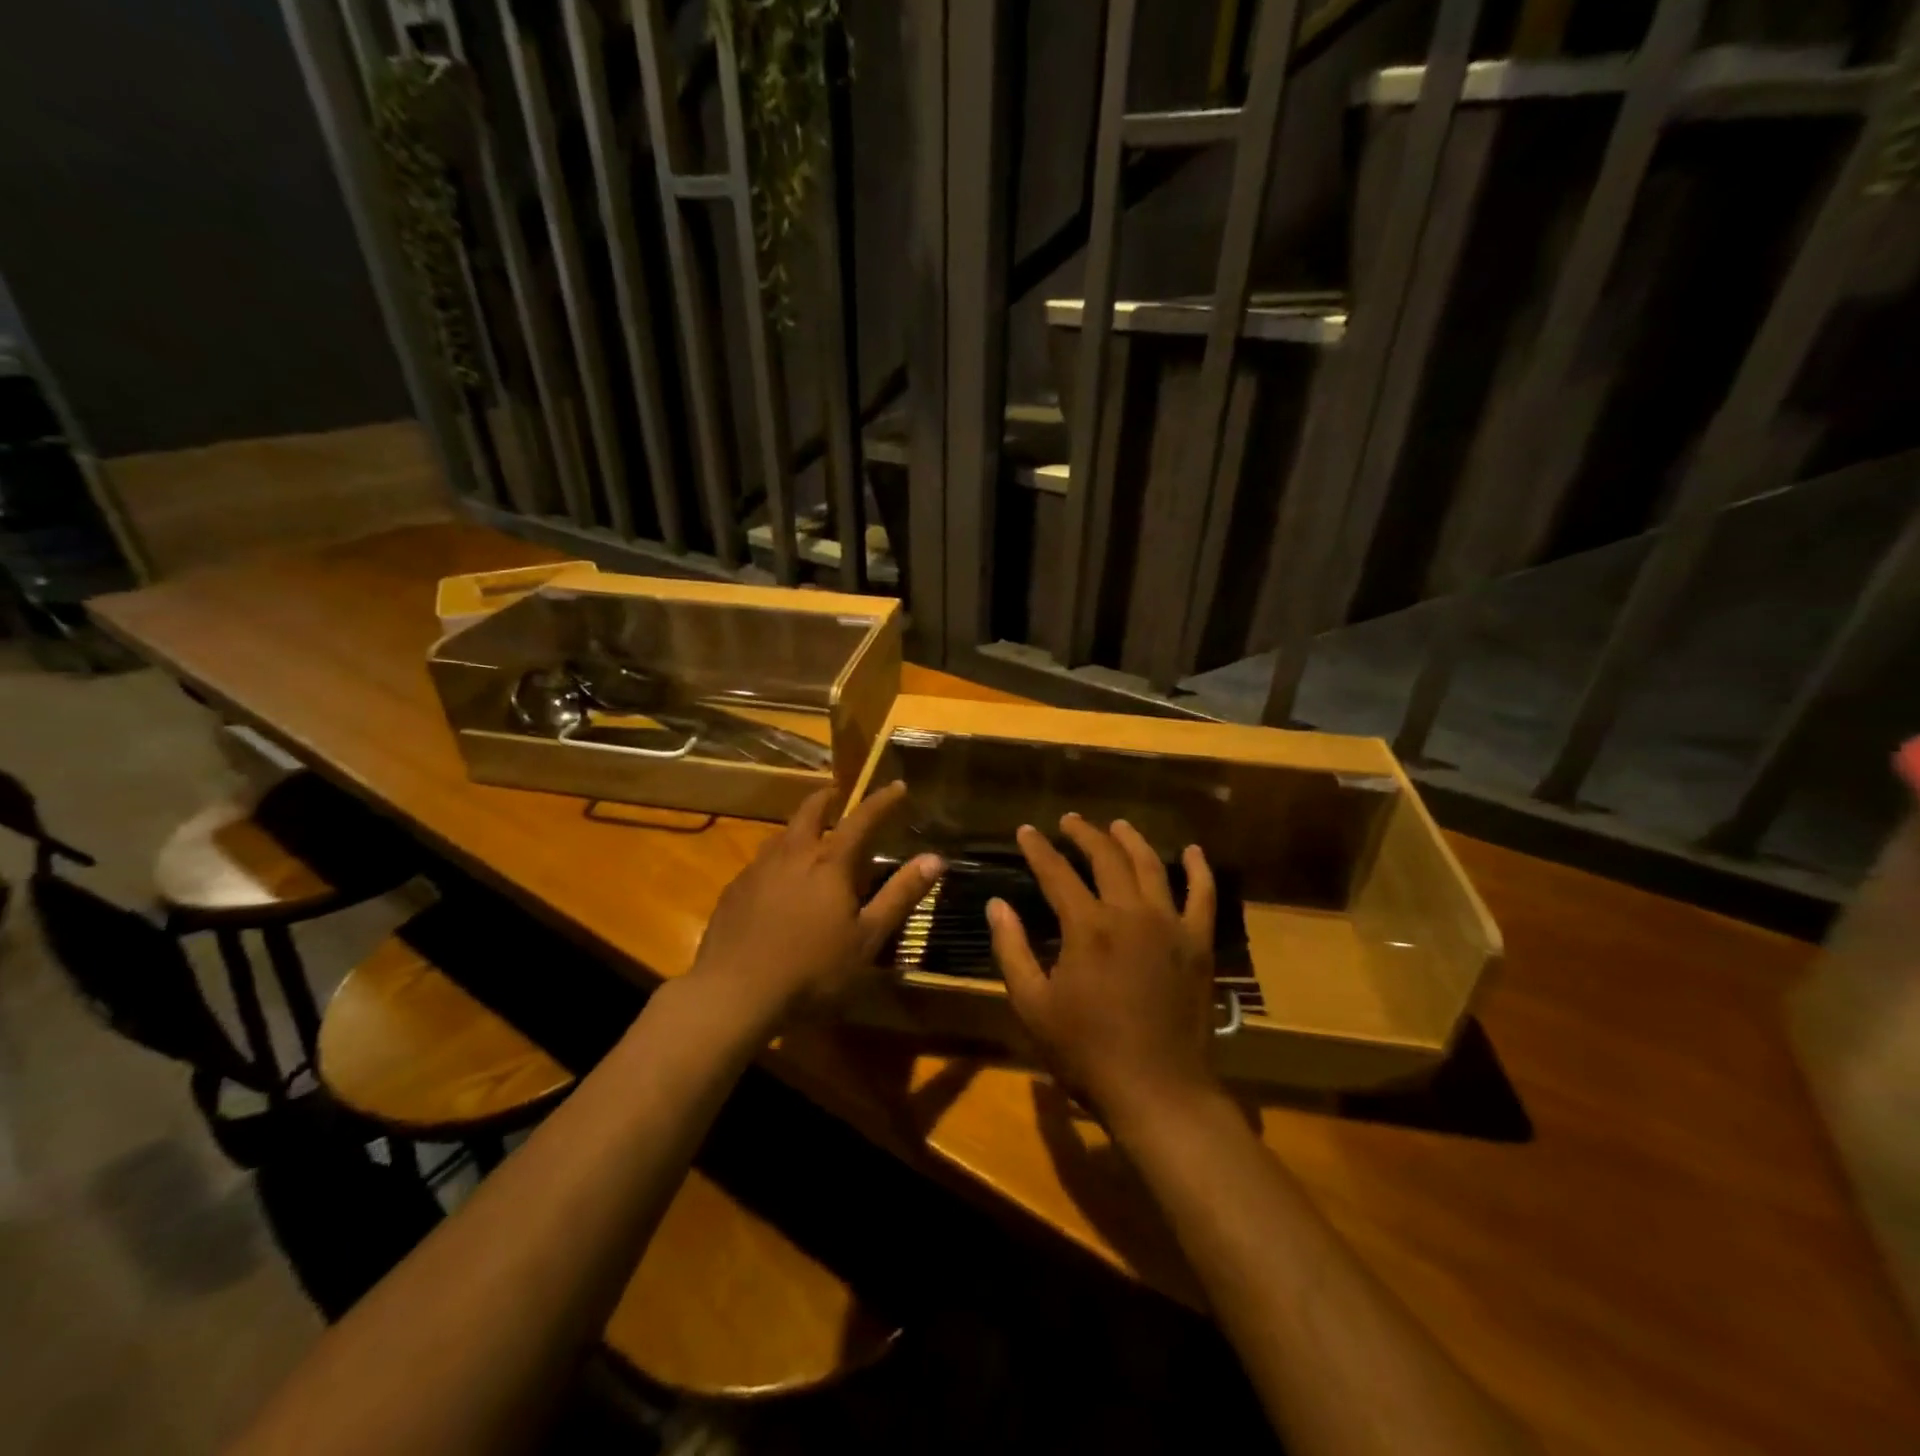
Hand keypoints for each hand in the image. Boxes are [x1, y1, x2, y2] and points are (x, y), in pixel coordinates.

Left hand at [688, 782, 942, 1027]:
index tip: (897, 786)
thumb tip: (935, 858)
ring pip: (781, 835)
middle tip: (837, 794)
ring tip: (808, 834)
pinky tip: (775, 880)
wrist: (734, 993)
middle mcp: (792, 855)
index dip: (881, 801)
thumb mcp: (867, 938)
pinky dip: (776, 858)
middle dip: (826, 798)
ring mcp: (757, 871)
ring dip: (799, 827)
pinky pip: (759, 862)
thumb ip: (899, 895)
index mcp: (829, 863)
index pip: (861, 819)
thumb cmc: (812, 970)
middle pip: (810, 812)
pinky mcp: (734, 891)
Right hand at [989, 814, 1220, 1124]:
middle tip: (1069, 821)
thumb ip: (1012, 950)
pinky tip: (1193, 852)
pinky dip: (1199, 870)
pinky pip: (1203, 897)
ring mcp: (1170, 926)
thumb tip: (997, 905)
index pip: (1057, 873)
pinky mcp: (1198, 944)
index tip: (1025, 831)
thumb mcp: (1033, 1005)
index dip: (1038, 850)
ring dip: (1131, 841)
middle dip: (1084, 834)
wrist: (1158, 1091)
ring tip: (1117, 825)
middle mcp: (1130, 914)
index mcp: (1087, 928)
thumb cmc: (1087, 1052)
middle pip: (1106, 858)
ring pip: (1151, 866)